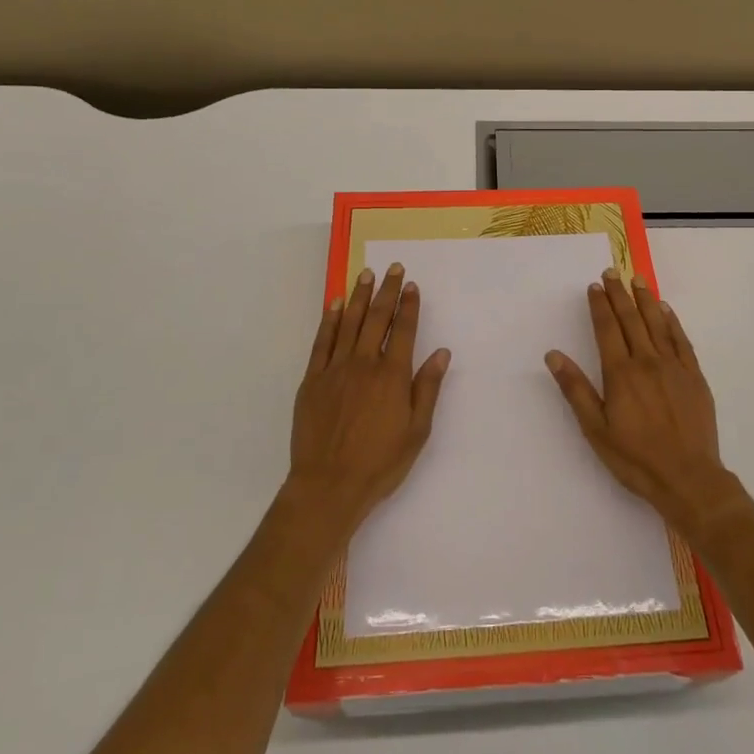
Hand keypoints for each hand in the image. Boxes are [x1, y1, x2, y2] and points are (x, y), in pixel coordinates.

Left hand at [287, 263, 449, 532]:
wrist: (329, 485)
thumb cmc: (380, 462)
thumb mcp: (417, 431)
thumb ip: (427, 388)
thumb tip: (441, 353)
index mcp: (393, 375)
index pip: (403, 330)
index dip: (409, 305)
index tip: (411, 285)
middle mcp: (365, 364)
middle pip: (377, 318)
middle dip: (386, 291)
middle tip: (392, 268)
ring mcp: (335, 369)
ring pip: (348, 323)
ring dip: (358, 297)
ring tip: (366, 275)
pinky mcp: (312, 380)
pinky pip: (322, 342)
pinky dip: (328, 320)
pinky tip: (334, 305)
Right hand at [545, 269, 743, 537]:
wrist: (688, 478)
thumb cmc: (635, 458)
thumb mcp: (595, 429)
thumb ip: (575, 389)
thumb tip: (554, 355)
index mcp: (620, 373)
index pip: (607, 329)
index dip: (599, 306)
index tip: (594, 286)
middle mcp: (647, 361)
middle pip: (631, 320)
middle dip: (619, 294)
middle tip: (612, 272)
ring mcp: (674, 367)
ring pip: (657, 324)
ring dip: (646, 300)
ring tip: (637, 280)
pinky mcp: (694, 377)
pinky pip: (681, 341)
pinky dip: (672, 322)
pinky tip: (666, 311)